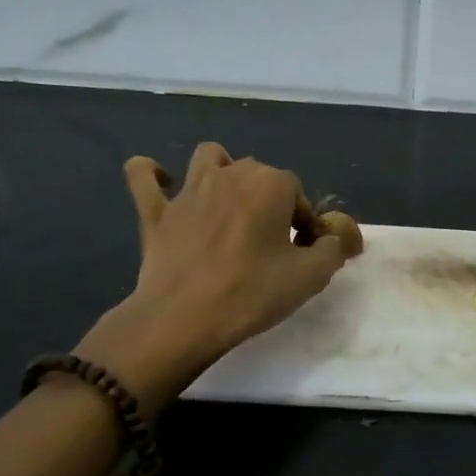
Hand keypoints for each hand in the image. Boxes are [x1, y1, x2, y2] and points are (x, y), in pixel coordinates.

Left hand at [74, 142, 352, 409]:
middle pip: (259, 174)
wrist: (184, 318)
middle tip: (273, 243)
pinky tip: (162, 183)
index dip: (305, 223)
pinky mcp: (155, 211)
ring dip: (223, 170)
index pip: (299, 193)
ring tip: (229, 202)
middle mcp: (231, 174)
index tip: (304, 253)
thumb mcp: (310, 277)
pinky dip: (152, 174)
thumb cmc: (252, 293)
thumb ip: (331, 250)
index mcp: (270, 184)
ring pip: (210, 157)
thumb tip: (332, 240)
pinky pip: (143, 176)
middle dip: (271, 200)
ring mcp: (188, 190)